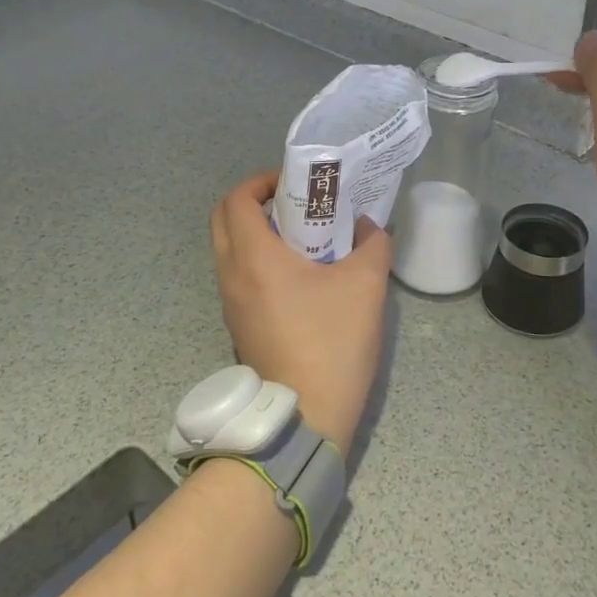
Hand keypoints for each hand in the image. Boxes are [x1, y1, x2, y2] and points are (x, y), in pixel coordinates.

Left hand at [209, 171, 392, 448]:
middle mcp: (231, 275)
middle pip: (223, 220)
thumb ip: (373, 244)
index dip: (261, 181)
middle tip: (294, 203)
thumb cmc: (332, 342)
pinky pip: (238, 276)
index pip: (237, 199)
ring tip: (301, 236)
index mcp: (253, 257)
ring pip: (229, 249)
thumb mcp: (366, 285)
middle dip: (254, 202)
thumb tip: (369, 227)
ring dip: (256, 232)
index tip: (293, 182)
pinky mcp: (238, 325)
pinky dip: (258, 260)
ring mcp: (230, 303)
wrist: (305, 415)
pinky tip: (298, 274)